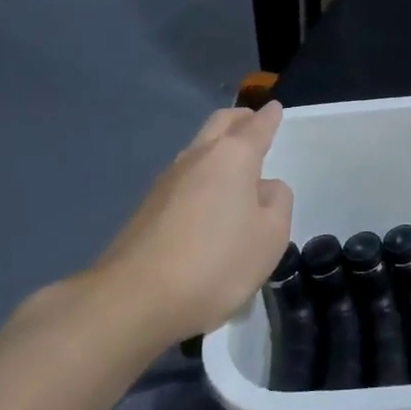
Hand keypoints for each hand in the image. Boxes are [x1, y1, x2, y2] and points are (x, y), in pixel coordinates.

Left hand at [85, 103, 293, 344]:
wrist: (132, 300)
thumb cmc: (216, 263)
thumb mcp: (271, 236)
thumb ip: (277, 203)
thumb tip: (264, 188)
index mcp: (233, 157)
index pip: (256, 126)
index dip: (270, 117)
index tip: (276, 108)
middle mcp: (197, 158)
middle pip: (220, 124)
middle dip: (240, 119)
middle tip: (255, 122)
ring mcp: (167, 182)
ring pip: (198, 149)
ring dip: (218, 148)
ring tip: (235, 164)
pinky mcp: (147, 209)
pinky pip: (184, 178)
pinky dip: (202, 177)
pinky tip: (209, 200)